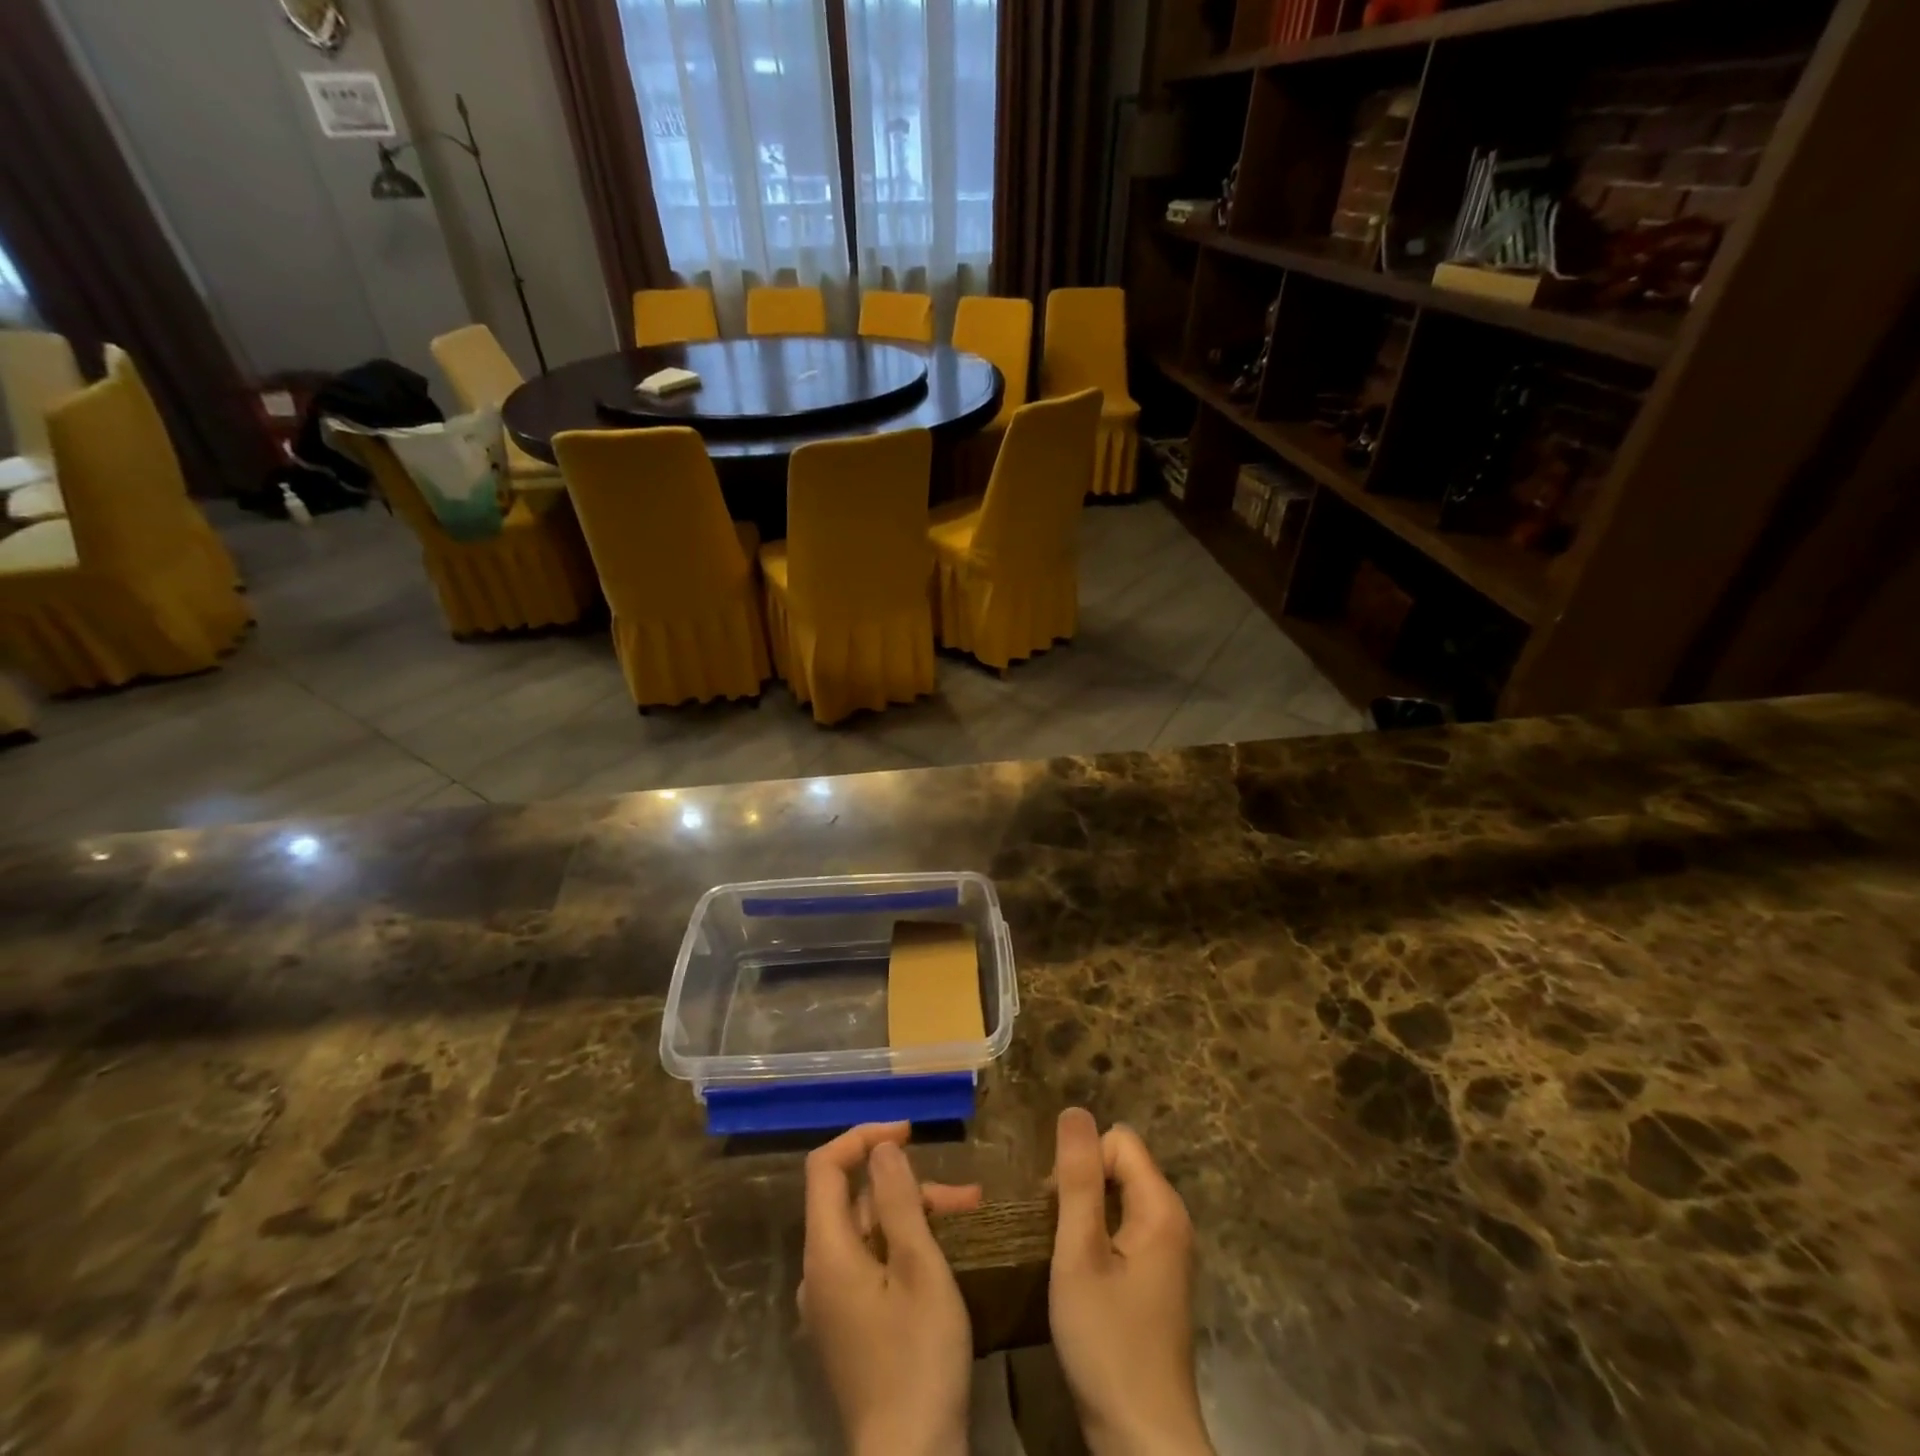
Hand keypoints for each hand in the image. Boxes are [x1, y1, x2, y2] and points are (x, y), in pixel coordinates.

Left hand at [800, 1122, 981, 1455]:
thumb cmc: (918, 1358)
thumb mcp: (919, 1268)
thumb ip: (898, 1201)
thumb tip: (882, 1148)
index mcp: (826, 1253)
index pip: (825, 1167)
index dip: (863, 1138)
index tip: (909, 1132)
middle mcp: (818, 1273)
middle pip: (854, 1201)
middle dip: (907, 1186)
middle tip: (964, 1195)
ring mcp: (831, 1304)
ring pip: (868, 1233)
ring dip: (914, 1216)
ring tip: (968, 1219)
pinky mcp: (849, 1327)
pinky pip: (870, 1264)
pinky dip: (905, 1247)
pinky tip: (944, 1255)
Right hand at [1049, 1108, 1213, 1455]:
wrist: (1142, 1440)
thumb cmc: (1107, 1343)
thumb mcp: (1079, 1255)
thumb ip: (1077, 1179)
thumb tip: (1074, 1111)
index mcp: (1161, 1207)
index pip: (1117, 1140)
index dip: (1081, 1163)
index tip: (1056, 1210)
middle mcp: (1172, 1221)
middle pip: (1120, 1165)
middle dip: (1081, 1185)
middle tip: (1054, 1234)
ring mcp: (1168, 1252)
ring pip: (1118, 1197)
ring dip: (1085, 1214)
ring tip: (1062, 1254)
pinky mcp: (1157, 1280)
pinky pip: (1123, 1229)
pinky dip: (1097, 1238)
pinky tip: (1080, 1276)